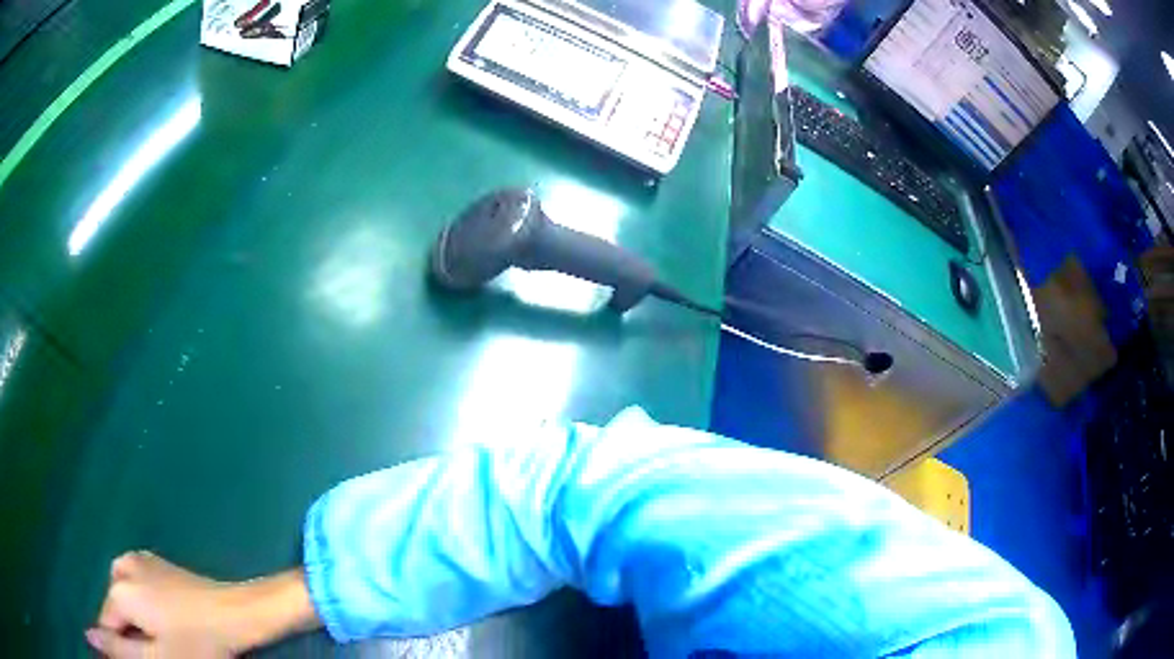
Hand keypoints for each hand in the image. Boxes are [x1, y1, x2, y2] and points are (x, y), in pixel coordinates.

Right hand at [88, 551, 318, 656]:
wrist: (236, 614)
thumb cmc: (198, 643)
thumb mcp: (157, 657)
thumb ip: (119, 649)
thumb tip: (87, 636)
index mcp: (119, 589)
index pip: (107, 625)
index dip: (121, 649)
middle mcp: (121, 566)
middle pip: (116, 611)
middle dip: (130, 635)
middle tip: (161, 652)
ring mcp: (138, 559)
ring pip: (126, 600)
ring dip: (138, 623)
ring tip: (167, 640)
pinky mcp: (155, 562)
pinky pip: (138, 588)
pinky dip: (145, 607)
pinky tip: (168, 621)